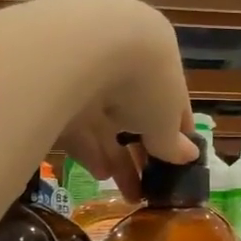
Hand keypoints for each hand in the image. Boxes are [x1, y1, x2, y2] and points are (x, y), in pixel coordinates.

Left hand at [50, 0, 198, 199]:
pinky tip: (102, 175)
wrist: (83, 49)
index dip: (176, 132)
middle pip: (135, 112)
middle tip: (151, 185)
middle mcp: (121, 60)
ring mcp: (85, 74)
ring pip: (104, 122)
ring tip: (129, 191)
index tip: (179, 161)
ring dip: (118, 156)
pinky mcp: (52, 91)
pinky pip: (77, 125)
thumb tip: (187, 156)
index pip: (171, 99)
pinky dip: (90, 150)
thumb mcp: (166, 117)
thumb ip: (173, 141)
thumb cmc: (144, 79)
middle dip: (144, 151)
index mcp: (157, 56)